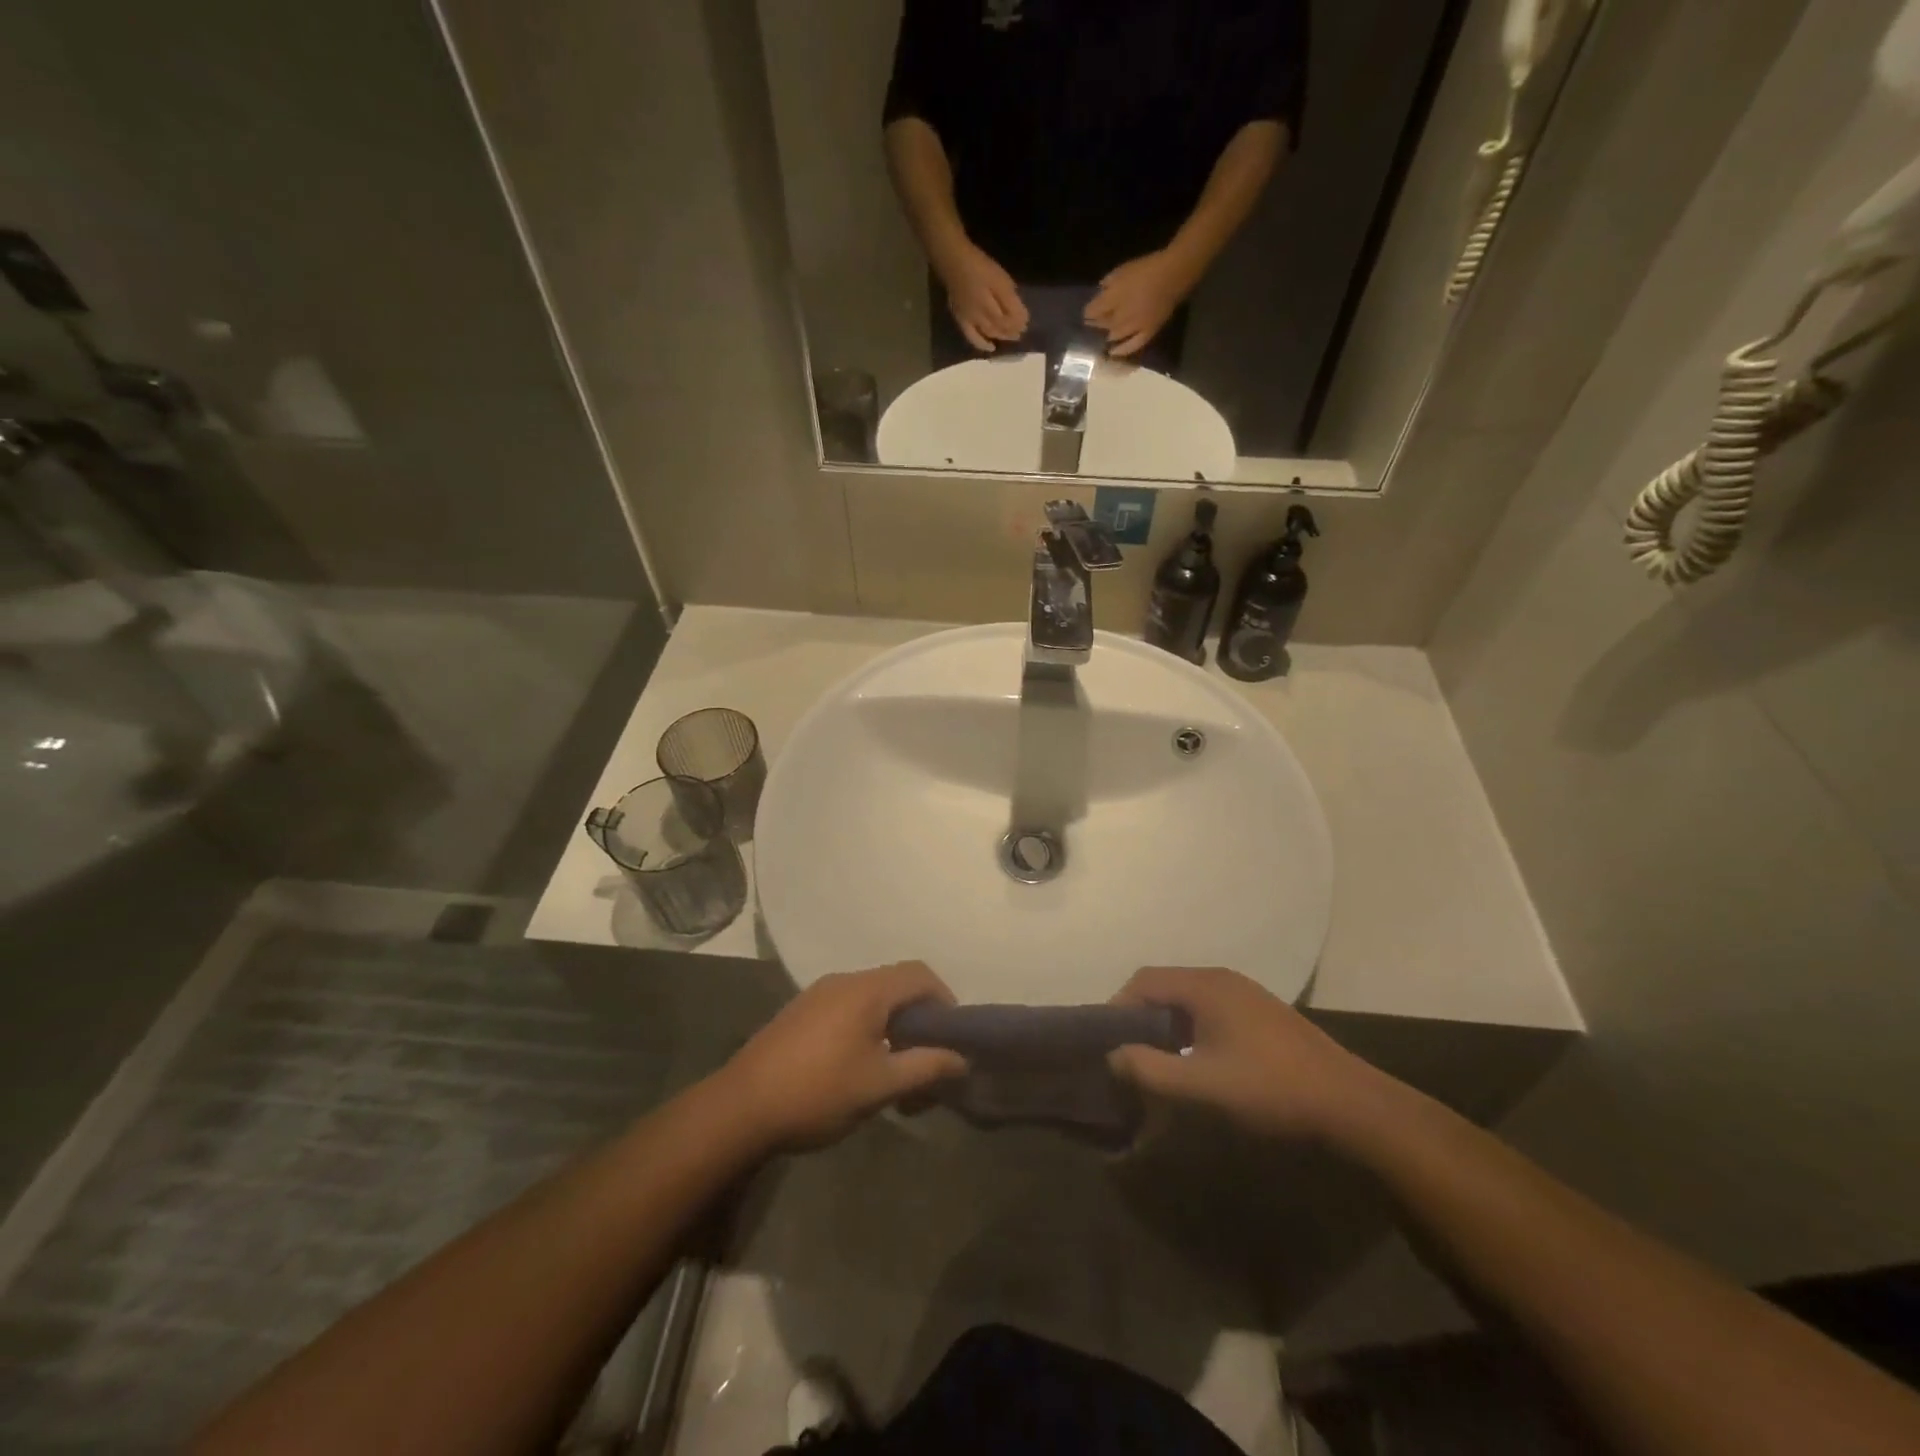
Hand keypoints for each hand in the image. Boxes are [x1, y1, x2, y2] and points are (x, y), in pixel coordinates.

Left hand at [717, 963, 967, 1150]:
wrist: (740, 1108)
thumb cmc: (817, 1092)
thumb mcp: (879, 1085)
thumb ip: (924, 1067)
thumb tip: (961, 1058)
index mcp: (867, 990)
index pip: (920, 974)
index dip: (944, 998)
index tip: (952, 1036)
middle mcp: (844, 981)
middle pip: (896, 983)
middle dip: (919, 1016)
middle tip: (928, 1056)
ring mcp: (818, 994)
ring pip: (871, 997)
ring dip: (892, 1023)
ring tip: (896, 1067)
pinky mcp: (801, 1012)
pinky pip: (848, 1007)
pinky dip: (867, 1026)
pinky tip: (859, 1065)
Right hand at [936, 241, 1028, 352]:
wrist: (953, 261)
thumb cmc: (979, 265)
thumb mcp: (1000, 278)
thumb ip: (1010, 298)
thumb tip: (1021, 317)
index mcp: (993, 304)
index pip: (1009, 319)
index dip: (1019, 323)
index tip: (1027, 323)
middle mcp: (982, 316)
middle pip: (1001, 328)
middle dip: (1012, 331)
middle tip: (1021, 332)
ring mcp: (971, 320)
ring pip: (990, 333)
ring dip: (1002, 336)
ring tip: (1011, 337)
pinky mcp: (962, 320)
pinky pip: (973, 337)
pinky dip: (983, 344)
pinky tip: (991, 348)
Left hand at [1083, 251, 1195, 357]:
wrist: (1174, 273)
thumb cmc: (1147, 267)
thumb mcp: (1123, 269)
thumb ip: (1109, 281)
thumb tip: (1100, 289)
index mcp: (1112, 299)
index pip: (1093, 310)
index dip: (1088, 312)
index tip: (1085, 313)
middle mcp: (1120, 316)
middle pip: (1102, 324)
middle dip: (1095, 324)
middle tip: (1090, 325)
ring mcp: (1134, 326)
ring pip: (1114, 335)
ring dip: (1106, 335)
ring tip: (1101, 335)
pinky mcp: (1147, 332)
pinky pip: (1132, 345)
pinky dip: (1121, 350)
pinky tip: (1113, 352)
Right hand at [1107, 967, 1377, 1141]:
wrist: (1351, 1104)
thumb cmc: (1270, 1089)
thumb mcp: (1203, 1085)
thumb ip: (1151, 1069)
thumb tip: (1113, 1056)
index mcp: (1205, 985)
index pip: (1143, 980)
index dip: (1118, 1007)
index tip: (1106, 1042)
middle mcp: (1222, 979)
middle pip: (1165, 986)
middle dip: (1140, 1017)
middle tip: (1127, 1053)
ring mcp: (1245, 994)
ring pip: (1188, 999)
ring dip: (1166, 1024)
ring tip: (1157, 1061)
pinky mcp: (1261, 1013)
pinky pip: (1210, 1009)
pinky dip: (1190, 1028)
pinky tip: (1197, 1061)